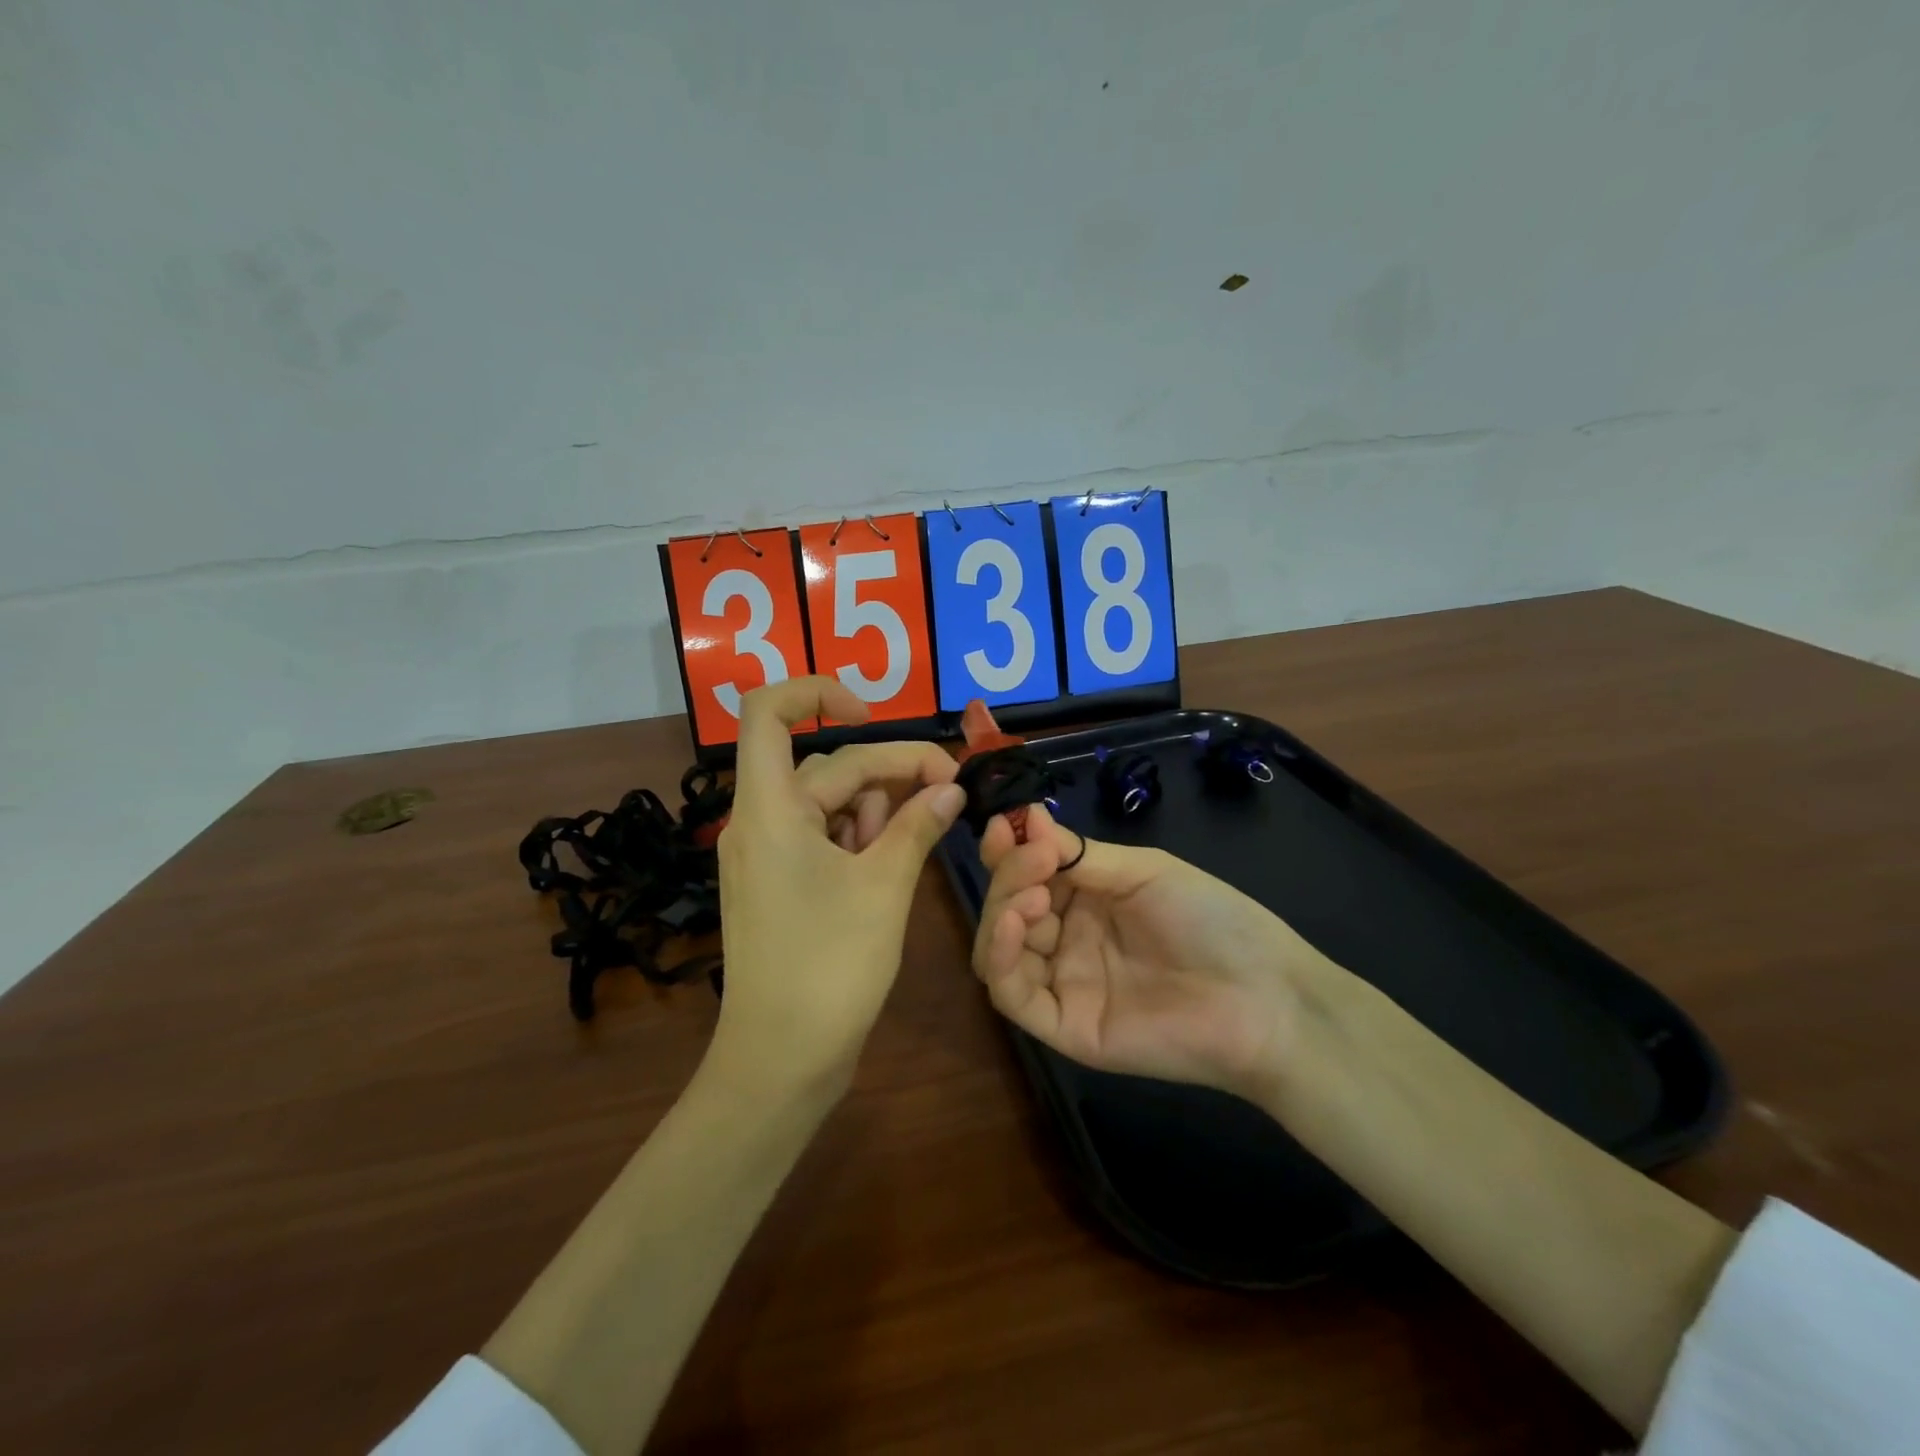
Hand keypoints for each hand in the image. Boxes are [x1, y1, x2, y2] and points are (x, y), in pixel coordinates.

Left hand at [709, 677, 964, 1097]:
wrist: (780, 1061)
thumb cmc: (829, 969)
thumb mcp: (883, 889)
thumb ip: (916, 827)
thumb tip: (950, 790)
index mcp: (770, 808)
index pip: (768, 712)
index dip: (817, 692)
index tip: (873, 715)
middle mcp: (760, 820)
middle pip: (828, 765)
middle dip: (892, 769)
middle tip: (953, 792)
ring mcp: (768, 853)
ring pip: (832, 801)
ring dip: (880, 807)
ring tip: (920, 837)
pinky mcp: (783, 882)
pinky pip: (826, 836)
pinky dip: (864, 836)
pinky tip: (896, 859)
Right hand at [970, 802, 1333, 1102]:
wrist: (1262, 995)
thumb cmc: (1211, 919)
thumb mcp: (1144, 871)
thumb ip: (1080, 854)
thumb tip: (1028, 817)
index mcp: (1086, 899)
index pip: (1026, 872)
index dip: (1008, 849)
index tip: (1005, 826)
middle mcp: (1066, 939)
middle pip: (1008, 907)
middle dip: (1009, 876)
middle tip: (1034, 859)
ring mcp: (1063, 984)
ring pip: (1000, 949)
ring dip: (1001, 913)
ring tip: (1032, 895)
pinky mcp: (1064, 1027)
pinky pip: (1013, 996)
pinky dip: (1001, 957)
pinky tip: (1015, 925)